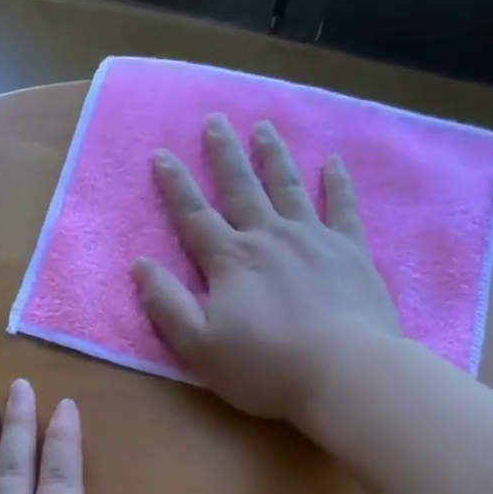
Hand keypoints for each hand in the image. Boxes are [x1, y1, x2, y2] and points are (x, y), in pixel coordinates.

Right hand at [133, 114, 402, 423]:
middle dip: (224, 154)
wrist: (345, 373)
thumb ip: (168, 305)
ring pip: (288, 187)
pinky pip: (342, 207)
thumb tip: (141, 265)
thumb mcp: (200, 346)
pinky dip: (337, 183)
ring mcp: (313, 239)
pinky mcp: (351, 251)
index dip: (175, 186)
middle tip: (215, 121)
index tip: (163, 154)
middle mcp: (269, 237)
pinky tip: (332, 162)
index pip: (194, 216)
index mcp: (230, 261)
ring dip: (273, 156)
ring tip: (264, 127)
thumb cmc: (266, 367)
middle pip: (241, 188)